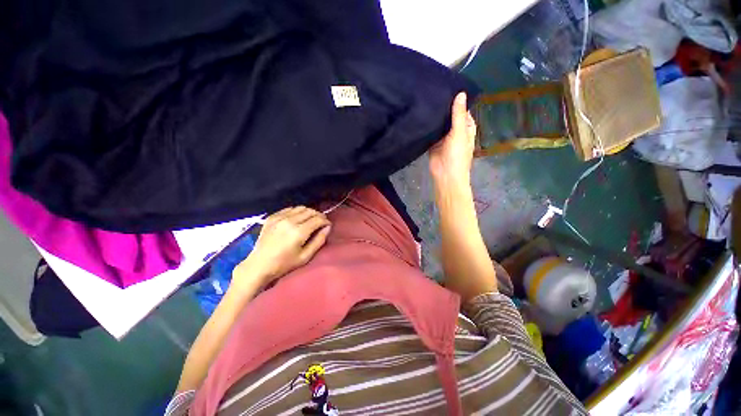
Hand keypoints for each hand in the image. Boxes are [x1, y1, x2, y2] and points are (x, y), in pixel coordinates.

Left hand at [234, 207, 330, 286]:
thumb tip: (327, 227)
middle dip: (319, 215)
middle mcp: (289, 221)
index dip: (326, 221)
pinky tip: (297, 219)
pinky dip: (297, 212)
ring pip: (300, 208)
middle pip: (310, 211)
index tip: (328, 225)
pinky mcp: (272, 217)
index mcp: (299, 232)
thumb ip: (319, 240)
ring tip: (310, 220)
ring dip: (308, 212)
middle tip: (320, 223)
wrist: (259, 265)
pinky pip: (289, 209)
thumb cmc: (284, 264)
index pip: (318, 219)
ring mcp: (279, 217)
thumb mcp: (306, 256)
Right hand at [428, 92, 476, 184]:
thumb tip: (461, 93)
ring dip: (435, 117)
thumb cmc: (457, 155)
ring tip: (425, 100)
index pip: (463, 111)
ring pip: (439, 125)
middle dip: (443, 108)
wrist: (445, 175)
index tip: (447, 88)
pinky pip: (430, 133)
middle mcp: (455, 131)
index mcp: (466, 128)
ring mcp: (443, 138)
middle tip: (432, 91)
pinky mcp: (433, 144)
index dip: (457, 101)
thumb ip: (458, 115)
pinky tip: (421, 116)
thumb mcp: (460, 133)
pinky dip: (427, 127)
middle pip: (450, 117)